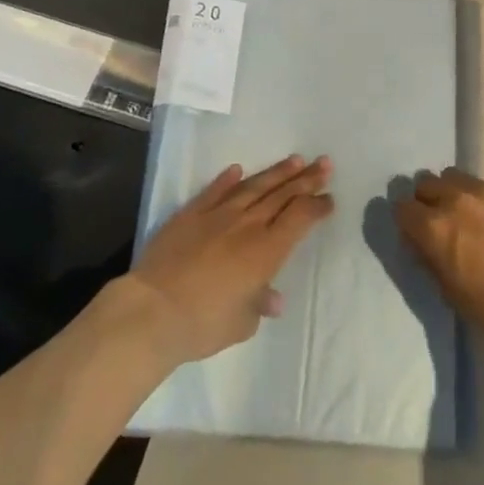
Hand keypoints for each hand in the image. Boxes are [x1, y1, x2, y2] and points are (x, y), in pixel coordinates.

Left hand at [127, 155, 332, 365]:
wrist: (153, 310)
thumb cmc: (203, 324)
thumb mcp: (241, 323)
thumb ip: (259, 305)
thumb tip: (272, 298)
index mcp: (266, 250)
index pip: (300, 218)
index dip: (318, 206)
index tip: (330, 199)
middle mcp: (247, 225)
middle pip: (283, 195)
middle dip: (307, 179)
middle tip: (325, 163)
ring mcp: (217, 215)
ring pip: (254, 186)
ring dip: (276, 173)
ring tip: (295, 160)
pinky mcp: (190, 214)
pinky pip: (214, 191)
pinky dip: (227, 180)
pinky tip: (237, 170)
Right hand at [394, 169, 483, 356]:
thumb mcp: (448, 290)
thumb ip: (429, 257)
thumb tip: (420, 240)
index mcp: (433, 227)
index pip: (402, 207)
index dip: (407, 219)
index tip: (415, 230)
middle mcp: (454, 199)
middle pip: (426, 182)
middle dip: (428, 199)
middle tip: (442, 220)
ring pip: (456, 176)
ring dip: (455, 192)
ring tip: (471, 214)